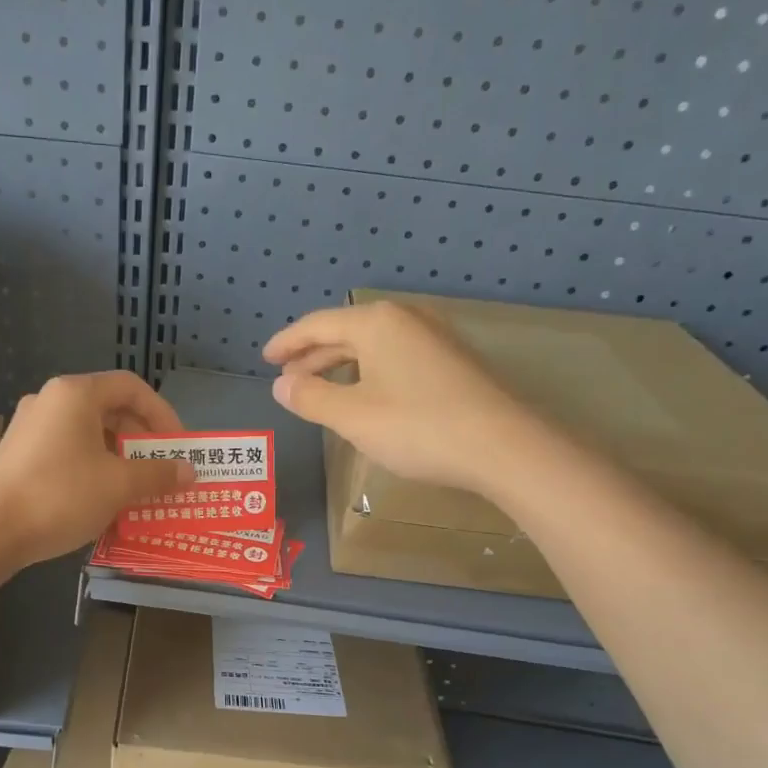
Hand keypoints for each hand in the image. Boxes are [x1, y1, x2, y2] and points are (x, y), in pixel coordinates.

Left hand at [0, 371, 193, 566]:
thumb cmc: (60, 496)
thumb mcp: (118, 485)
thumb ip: (158, 474)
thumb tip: (189, 471)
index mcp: (75, 393)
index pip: (132, 387)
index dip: (163, 413)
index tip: (178, 446)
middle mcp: (51, 400)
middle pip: (110, 408)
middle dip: (142, 440)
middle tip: (161, 471)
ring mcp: (30, 426)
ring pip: (89, 432)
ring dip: (119, 457)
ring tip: (137, 489)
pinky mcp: (19, 453)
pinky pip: (68, 450)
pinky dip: (93, 466)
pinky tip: (102, 498)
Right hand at [264, 300, 525, 497]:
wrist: (502, 446)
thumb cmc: (418, 427)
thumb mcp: (352, 416)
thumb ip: (311, 398)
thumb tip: (280, 386)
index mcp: (376, 324)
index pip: (318, 324)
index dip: (287, 342)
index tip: (265, 359)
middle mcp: (405, 320)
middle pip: (346, 332)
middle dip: (312, 355)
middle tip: (286, 378)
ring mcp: (433, 339)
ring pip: (372, 347)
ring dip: (339, 366)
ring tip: (318, 388)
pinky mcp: (451, 363)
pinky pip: (394, 358)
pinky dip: (367, 373)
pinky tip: (364, 396)